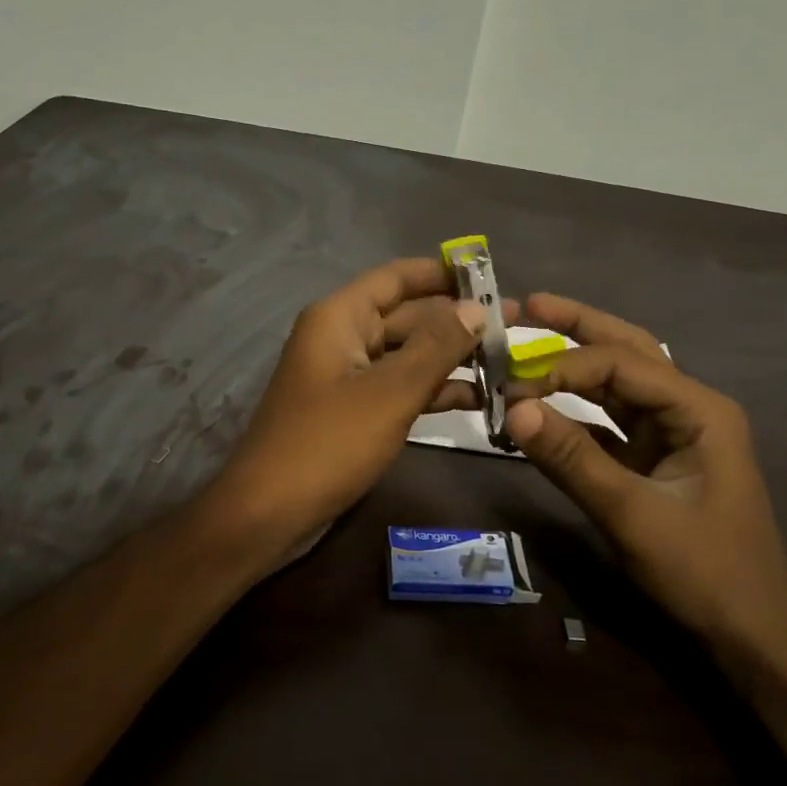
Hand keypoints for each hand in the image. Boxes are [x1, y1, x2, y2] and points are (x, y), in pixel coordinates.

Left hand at [211, 257, 484, 566]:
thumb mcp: (389, 392)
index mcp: (339, 318)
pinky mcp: (354, 412)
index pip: (395, 278)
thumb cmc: (328, 443)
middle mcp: (342, 338)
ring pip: (407, 355)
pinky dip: (433, 390)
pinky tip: (480, 398)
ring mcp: (347, 377)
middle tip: (516, 327)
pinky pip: (399, 388)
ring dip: (451, 358)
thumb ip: (436, 346)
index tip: (490, 275)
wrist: (270, 512)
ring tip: (509, 362)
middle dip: (457, 321)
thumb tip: (477, 308)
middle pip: (406, 316)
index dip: (441, 273)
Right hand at [505, 293, 786, 650]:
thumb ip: (572, 459)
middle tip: (526, 304)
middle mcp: (688, 409)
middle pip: (627, 351)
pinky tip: (543, 407)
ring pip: (617, 382)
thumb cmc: (705, 571)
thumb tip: (514, 409)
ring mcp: (672, 434)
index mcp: (699, 410)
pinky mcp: (654, 460)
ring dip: (574, 363)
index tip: (514, 388)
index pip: (621, 364)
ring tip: (530, 335)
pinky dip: (575, 412)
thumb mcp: (633, 515)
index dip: (565, 366)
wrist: (752, 634)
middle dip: (578, 326)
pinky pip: (609, 421)